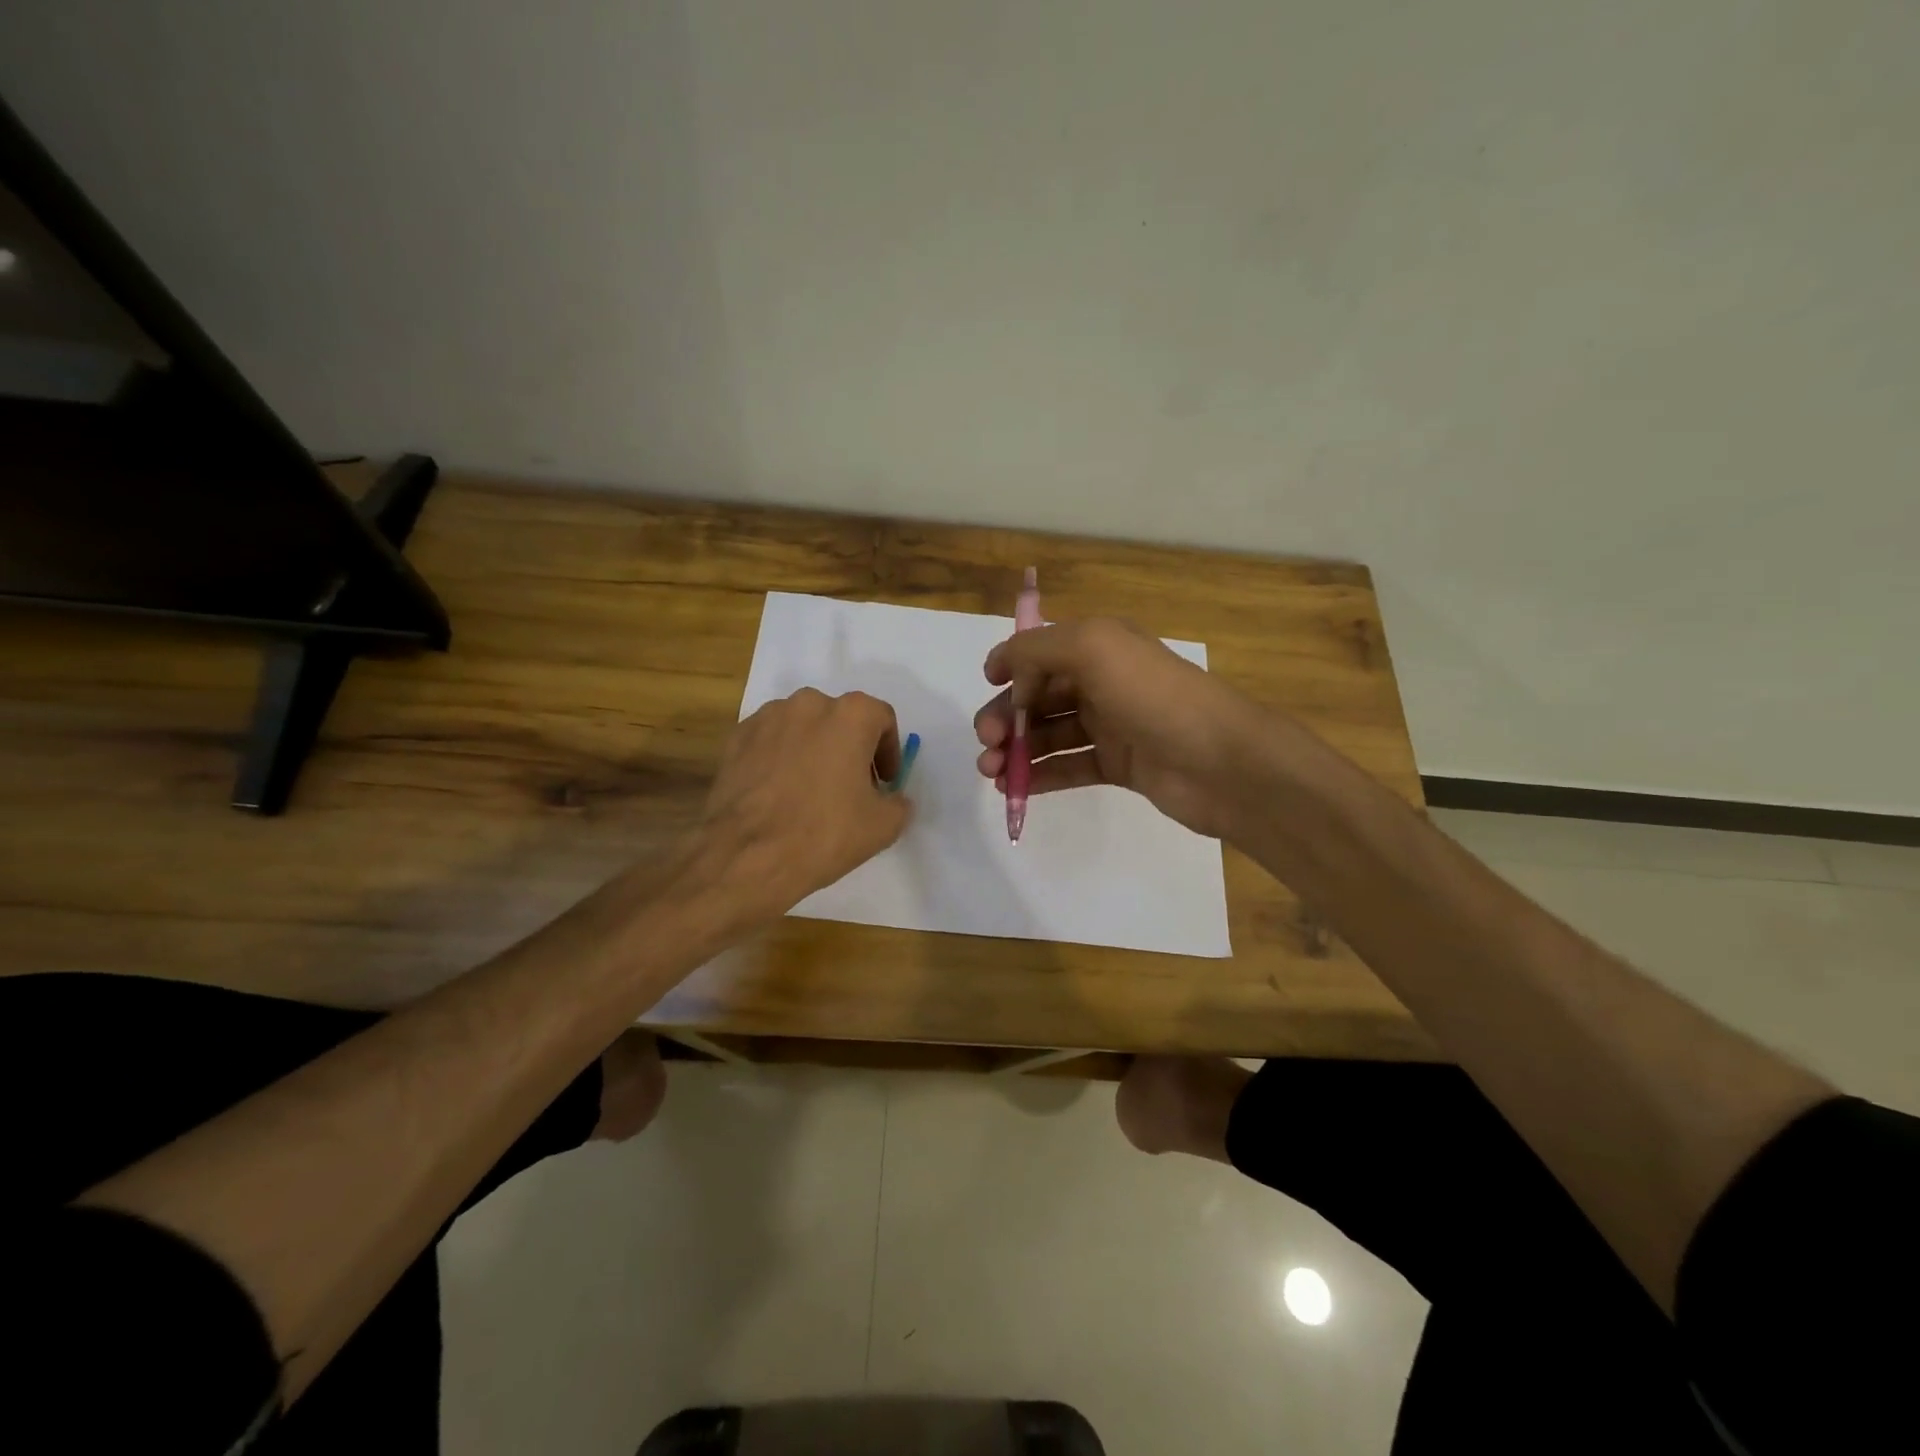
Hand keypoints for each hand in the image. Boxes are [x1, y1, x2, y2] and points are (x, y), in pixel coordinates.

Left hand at [698, 688, 912, 917]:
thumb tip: (892, 799)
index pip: (882, 719)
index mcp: (850, 715)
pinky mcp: (736, 738)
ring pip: (803, 728)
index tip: (885, 782)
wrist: (746, 856)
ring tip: (812, 790)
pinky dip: (781, 758)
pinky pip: (771, 741)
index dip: (889, 751)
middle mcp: (808, 703)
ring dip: (814, 750)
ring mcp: (767, 718)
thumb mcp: (883, 826)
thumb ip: (898, 803)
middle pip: (840, 719)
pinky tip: (780, 793)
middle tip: (852, 787)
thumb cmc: (824, 833)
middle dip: (851, 748)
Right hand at [974, 617, 1260, 838]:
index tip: (987, 686)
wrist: (1221, 763)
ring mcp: (1112, 726)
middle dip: (1007, 716)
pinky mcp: (1118, 766)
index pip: (1042, 650)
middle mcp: (1104, 681)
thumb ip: (1038, 648)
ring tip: (992, 772)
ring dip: (1016, 750)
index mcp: (1100, 646)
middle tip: (987, 743)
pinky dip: (1040, 776)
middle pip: (1040, 695)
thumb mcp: (1093, 648)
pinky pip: (1069, 767)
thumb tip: (1007, 670)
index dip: (1011, 665)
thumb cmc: (1154, 697)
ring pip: (1050, 734)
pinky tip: (1015, 789)